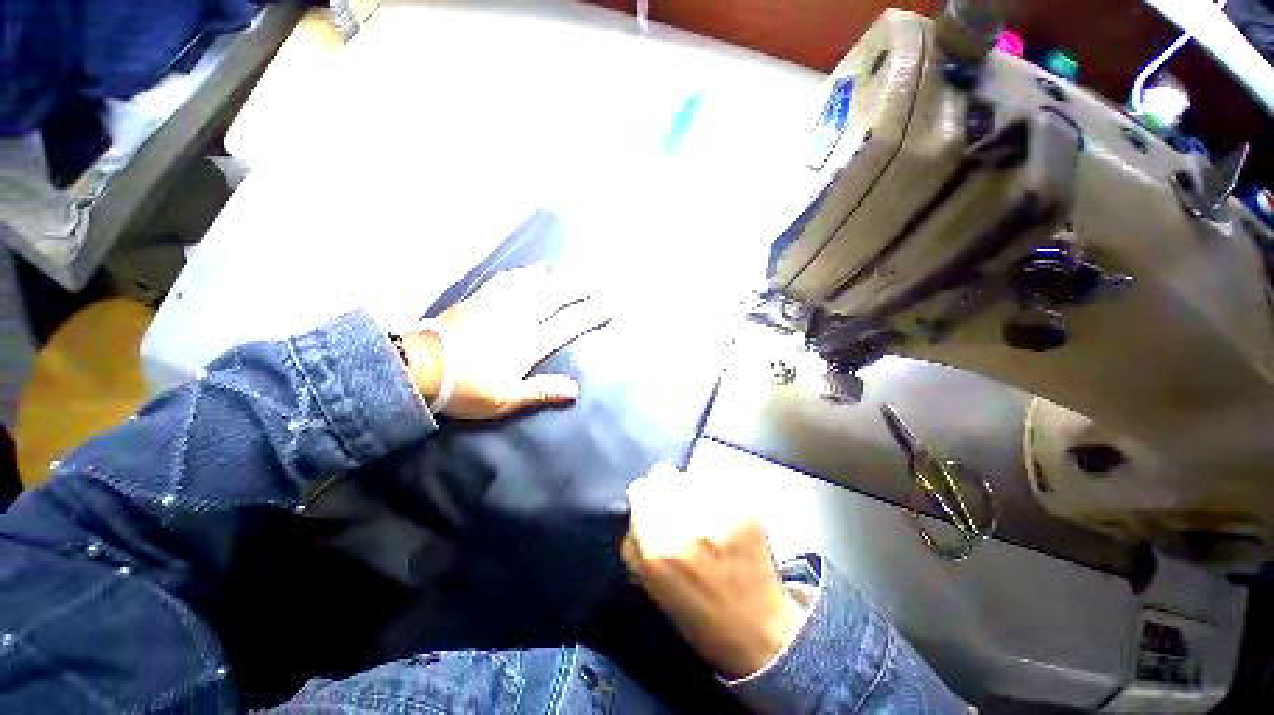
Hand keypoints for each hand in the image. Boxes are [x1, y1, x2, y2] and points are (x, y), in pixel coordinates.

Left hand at [400, 265, 608, 419]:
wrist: (420, 368)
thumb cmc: (466, 388)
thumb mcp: (506, 399)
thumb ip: (542, 391)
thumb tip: (576, 390)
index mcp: (528, 343)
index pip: (567, 325)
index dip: (590, 315)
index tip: (609, 306)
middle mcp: (518, 318)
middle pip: (555, 297)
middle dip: (578, 287)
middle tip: (596, 280)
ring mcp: (498, 305)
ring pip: (533, 284)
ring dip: (554, 276)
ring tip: (569, 269)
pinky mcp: (480, 299)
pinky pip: (506, 280)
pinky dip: (523, 274)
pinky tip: (530, 272)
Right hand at [621, 463, 806, 679]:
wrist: (758, 631)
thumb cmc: (698, 613)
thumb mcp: (650, 583)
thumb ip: (635, 541)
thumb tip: (636, 508)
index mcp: (657, 546)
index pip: (640, 489)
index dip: (645, 496)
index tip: (651, 504)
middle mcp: (686, 523)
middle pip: (664, 473)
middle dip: (666, 488)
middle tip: (677, 506)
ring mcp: (719, 511)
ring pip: (690, 475)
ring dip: (690, 488)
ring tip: (701, 511)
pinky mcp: (745, 506)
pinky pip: (718, 481)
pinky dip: (716, 492)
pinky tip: (722, 513)